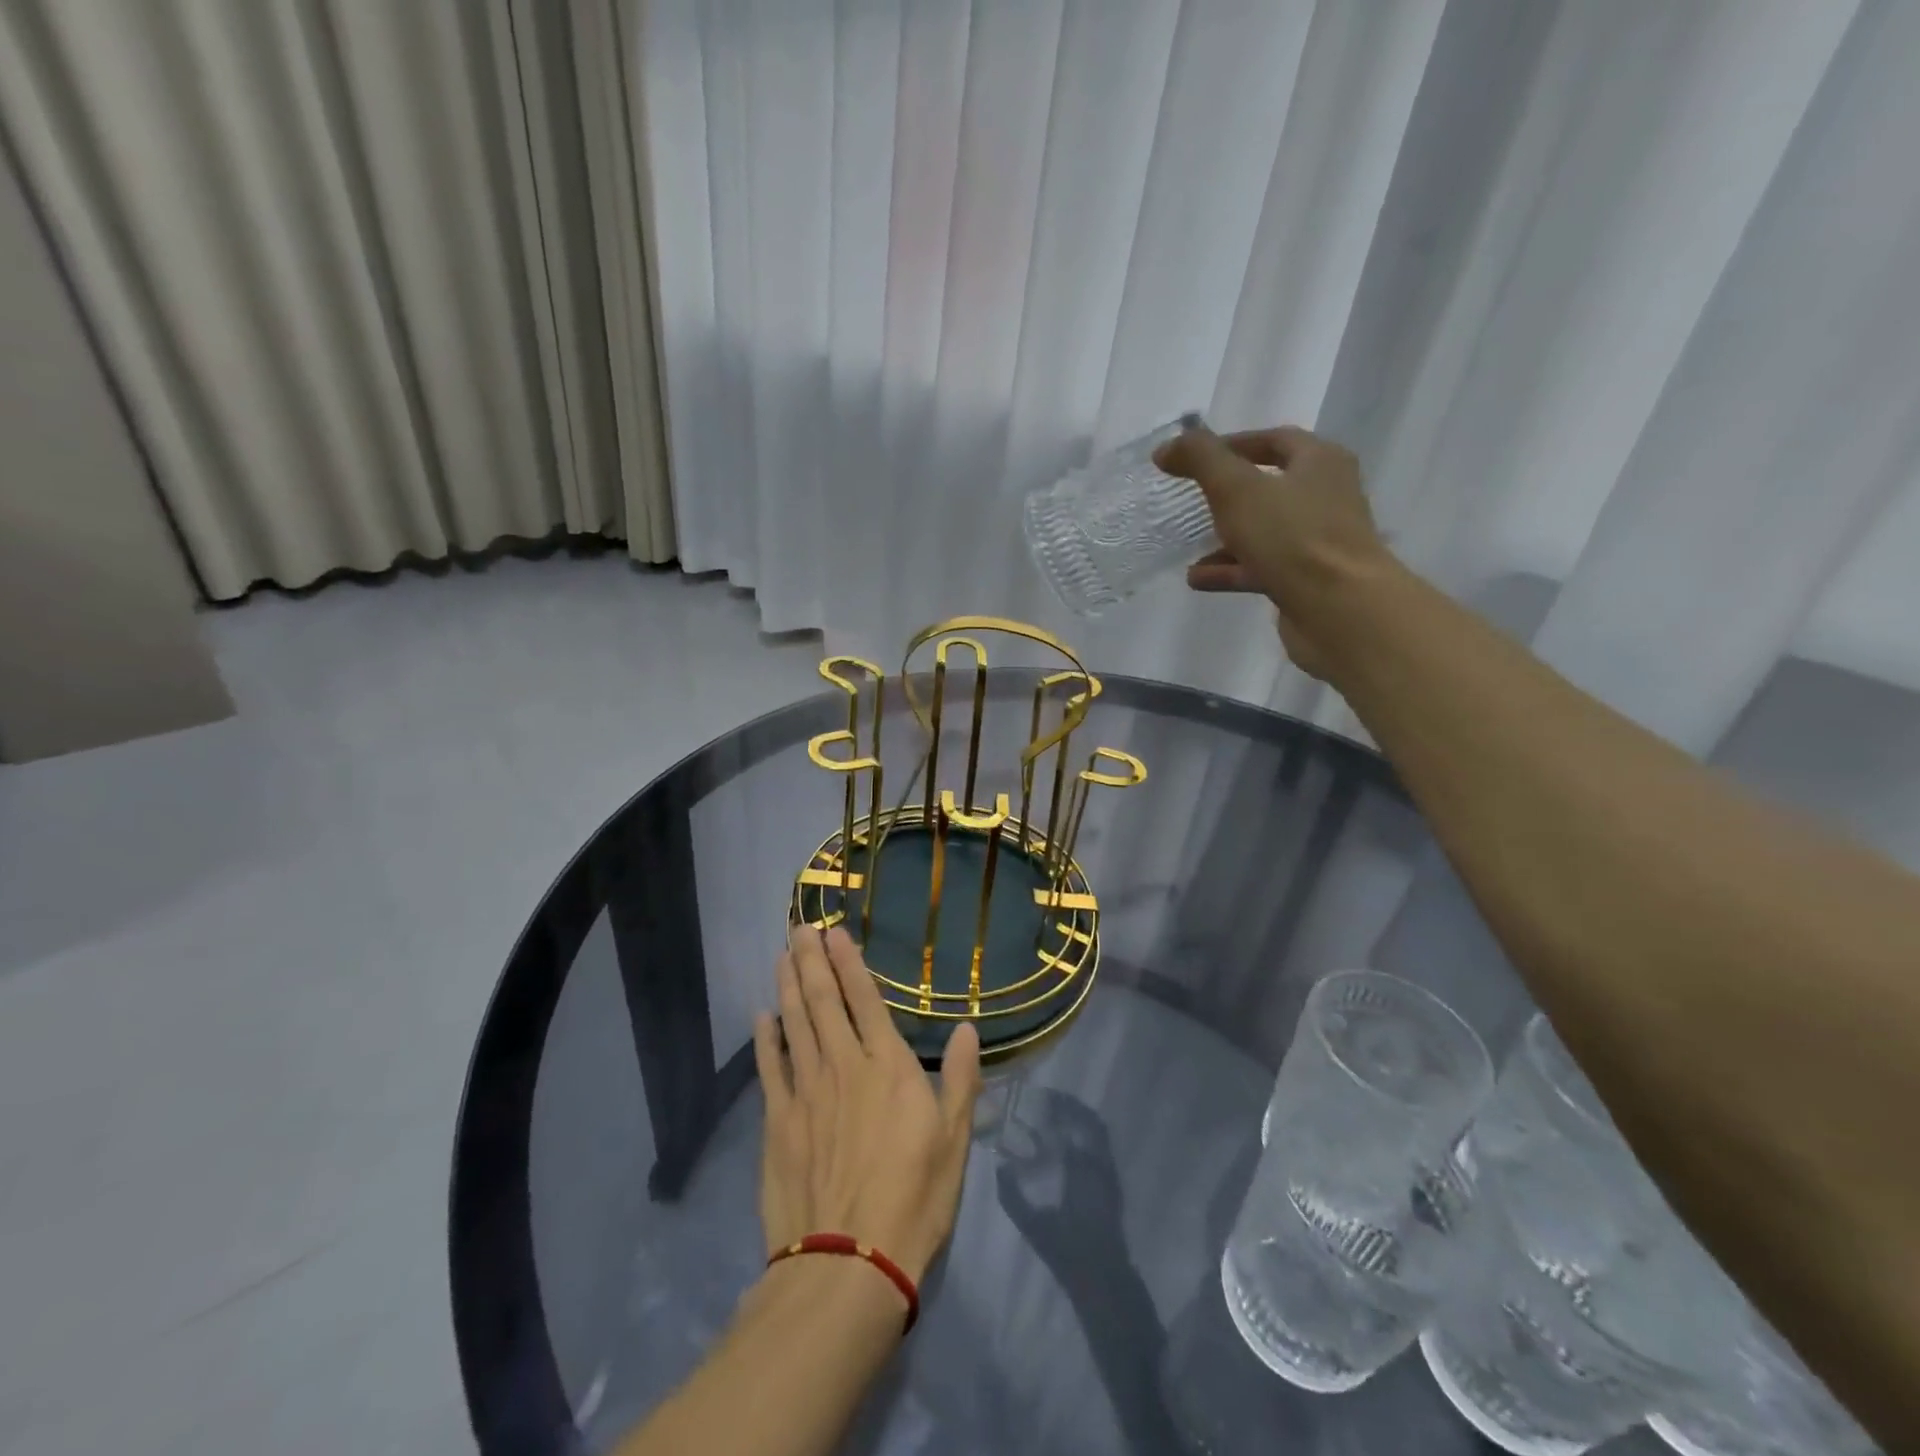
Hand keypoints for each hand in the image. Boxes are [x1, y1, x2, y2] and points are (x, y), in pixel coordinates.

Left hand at [752, 924, 982, 1286]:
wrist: (849, 1264)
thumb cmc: (914, 1198)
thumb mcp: (955, 1139)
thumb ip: (962, 1079)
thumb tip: (969, 1027)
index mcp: (888, 1066)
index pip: (865, 1000)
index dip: (849, 964)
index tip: (834, 933)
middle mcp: (844, 1065)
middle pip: (823, 1002)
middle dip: (811, 960)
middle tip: (799, 928)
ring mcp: (806, 1091)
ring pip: (795, 1024)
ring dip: (788, 986)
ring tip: (781, 955)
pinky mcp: (778, 1121)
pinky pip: (770, 1067)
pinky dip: (766, 1038)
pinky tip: (762, 1016)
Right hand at [1153, 421, 1392, 680]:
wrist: (1339, 610)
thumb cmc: (1292, 537)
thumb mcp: (1237, 488)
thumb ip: (1201, 460)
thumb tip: (1167, 447)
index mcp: (1320, 462)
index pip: (1274, 440)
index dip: (1231, 444)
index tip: (1191, 458)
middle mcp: (1326, 496)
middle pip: (1270, 486)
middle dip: (1228, 494)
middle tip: (1191, 499)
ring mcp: (1318, 541)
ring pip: (1264, 531)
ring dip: (1225, 538)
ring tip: (1188, 546)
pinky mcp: (1307, 580)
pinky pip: (1262, 567)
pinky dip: (1230, 570)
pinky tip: (1198, 579)